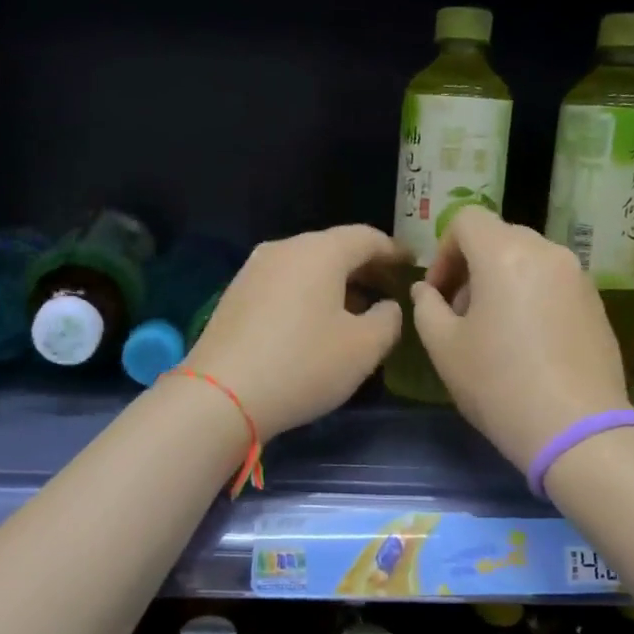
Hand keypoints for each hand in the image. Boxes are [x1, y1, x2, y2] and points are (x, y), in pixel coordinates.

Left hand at [184, 225, 405, 438]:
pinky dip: (308, 294)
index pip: (367, 237)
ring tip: (355, 309)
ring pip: (306, 266)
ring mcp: (254, 270)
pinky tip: (315, 323)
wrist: (221, 395)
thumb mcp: (364, 348)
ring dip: (335, 282)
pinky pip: (284, 283)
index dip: (394, 251)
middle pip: (334, 248)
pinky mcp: (235, 295)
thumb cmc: (303, 365)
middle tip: (388, 289)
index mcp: (319, 252)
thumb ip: (388, 320)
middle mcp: (284, 249)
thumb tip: (387, 306)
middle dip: (365, 267)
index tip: (412, 266)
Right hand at [411, 207, 631, 472]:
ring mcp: (579, 277)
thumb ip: (426, 308)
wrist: (577, 429)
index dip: (444, 251)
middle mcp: (547, 252)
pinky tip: (528, 344)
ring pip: (529, 260)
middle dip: (472, 267)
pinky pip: (554, 282)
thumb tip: (426, 290)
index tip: (439, 293)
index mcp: (505, 254)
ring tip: (495, 331)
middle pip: (500, 237)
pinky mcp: (597, 303)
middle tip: (461, 313)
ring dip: (503, 281)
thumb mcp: (444, 348)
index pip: (467, 220)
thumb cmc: (499, 385)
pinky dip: (532, 296)